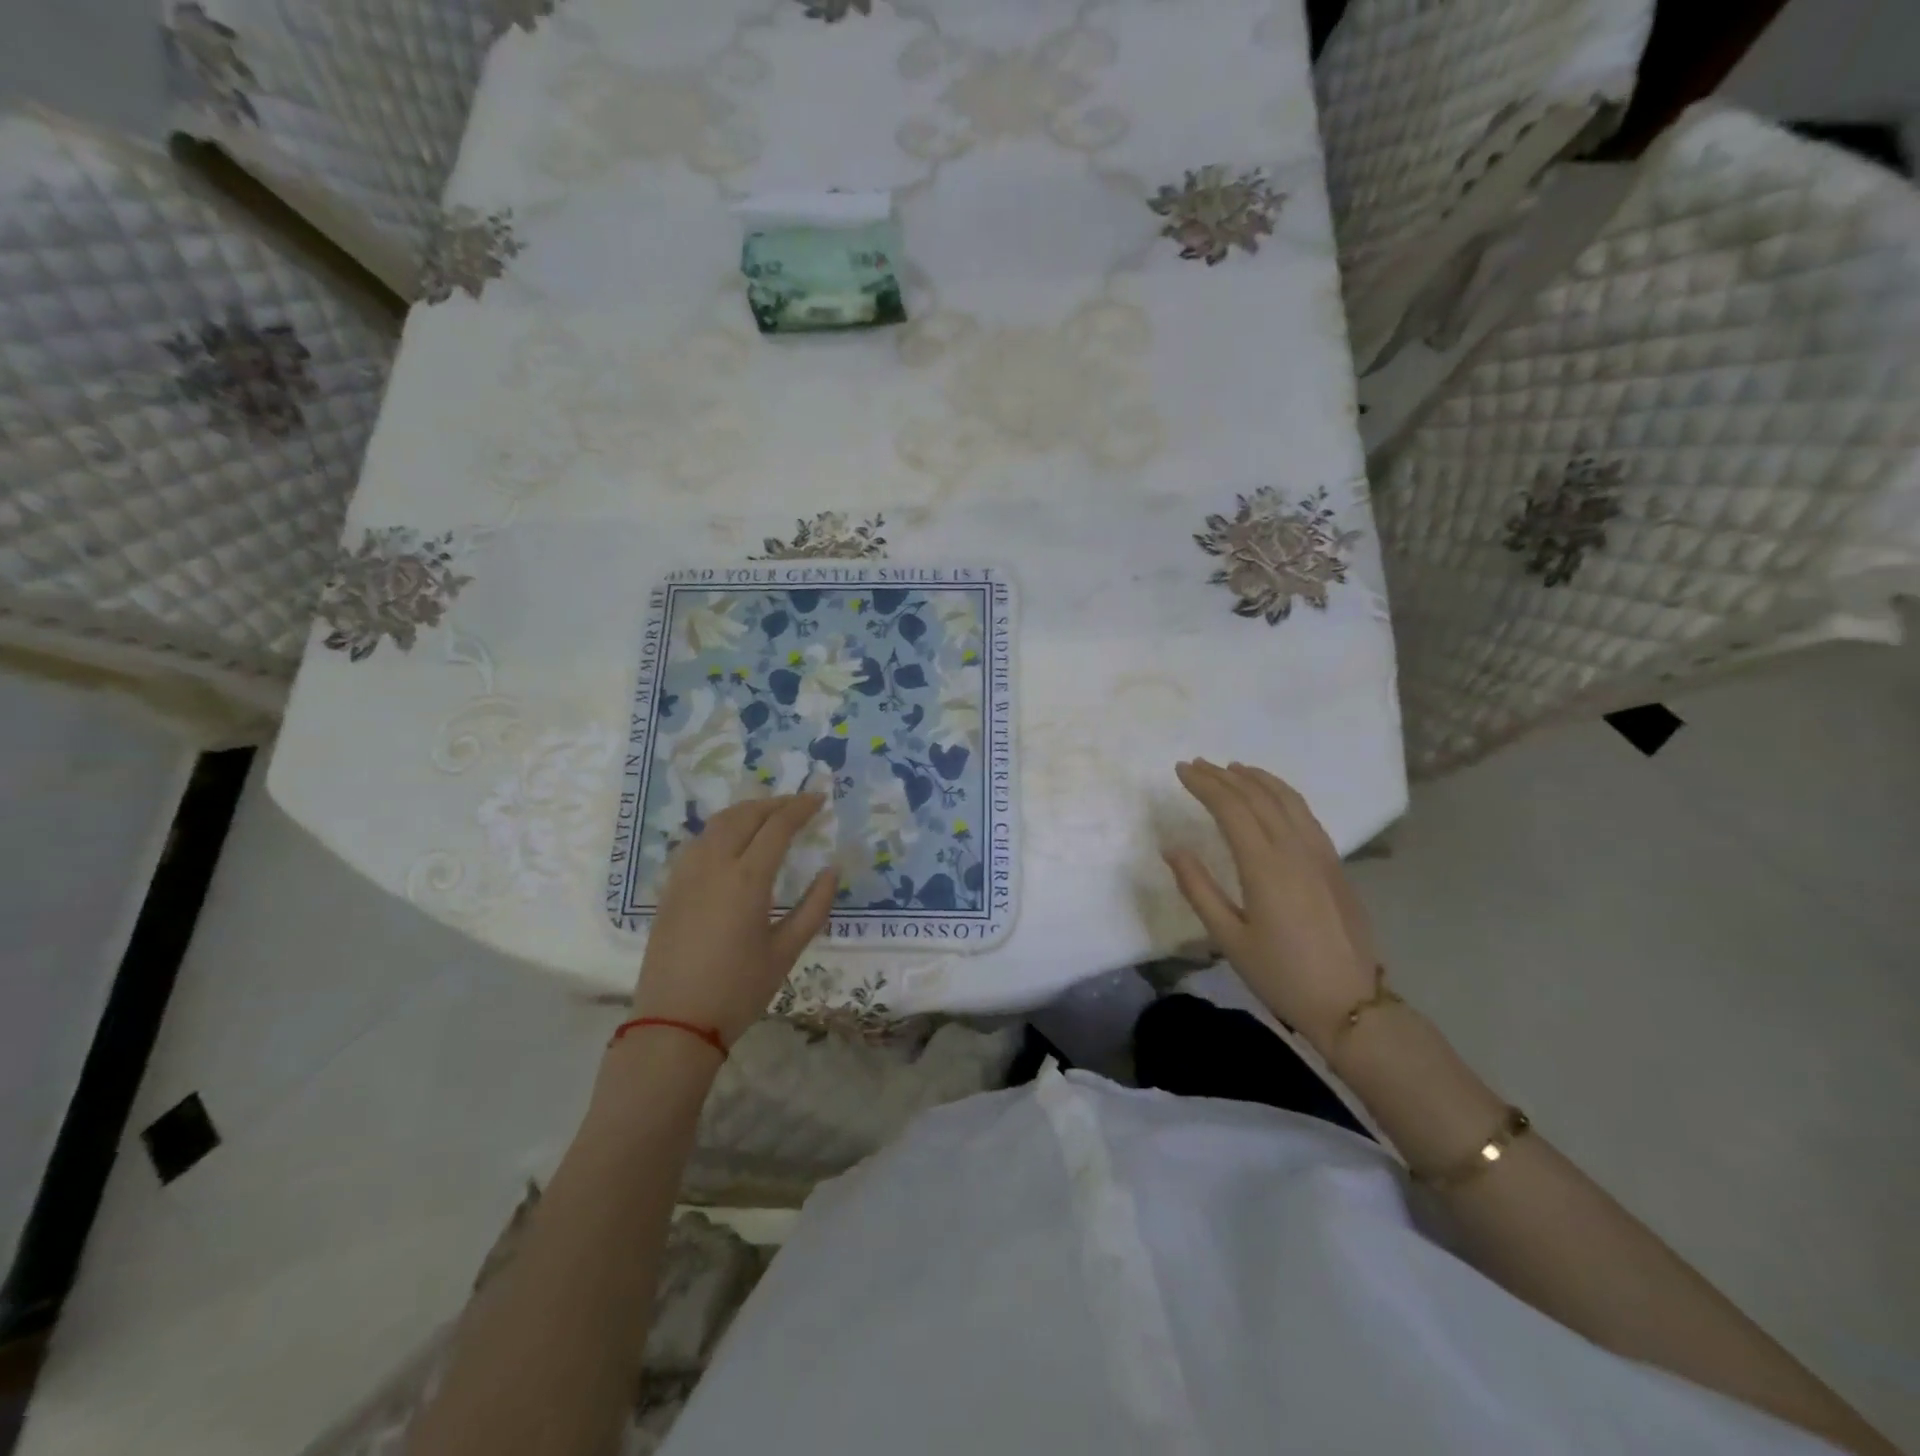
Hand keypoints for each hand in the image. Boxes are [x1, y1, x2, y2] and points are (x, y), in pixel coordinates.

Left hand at [630, 794, 836, 1045]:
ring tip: (769, 815)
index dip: (801, 807)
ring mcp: (687, 874)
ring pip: (717, 824)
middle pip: (745, 815)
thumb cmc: (738, 990)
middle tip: (799, 804)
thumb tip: (832, 871)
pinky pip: (699, 841)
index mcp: (747, 879)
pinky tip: (733, 841)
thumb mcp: (786, 952)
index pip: (777, 826)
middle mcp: (714, 865)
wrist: (674, 1023)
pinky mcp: (671, 888)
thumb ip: (814, 907)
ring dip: (747, 811)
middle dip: (775, 803)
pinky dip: (722, 828)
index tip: (820, 798)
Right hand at [1165, 760, 1379, 1051]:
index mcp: (1265, 866)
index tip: (1181, 771)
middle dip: (1224, 776)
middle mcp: (1295, 849)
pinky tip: (1273, 797)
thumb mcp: (1229, 938)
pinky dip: (1284, 795)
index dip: (1204, 785)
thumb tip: (1172, 848)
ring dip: (1257, 779)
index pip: (1231, 808)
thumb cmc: (1281, 974)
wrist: (1351, 1003)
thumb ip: (1198, 888)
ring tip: (1233, 768)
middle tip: (1197, 764)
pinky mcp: (1335, 864)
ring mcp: (1320, 854)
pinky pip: (1306, 815)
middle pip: (1257, 797)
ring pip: (1287, 800)